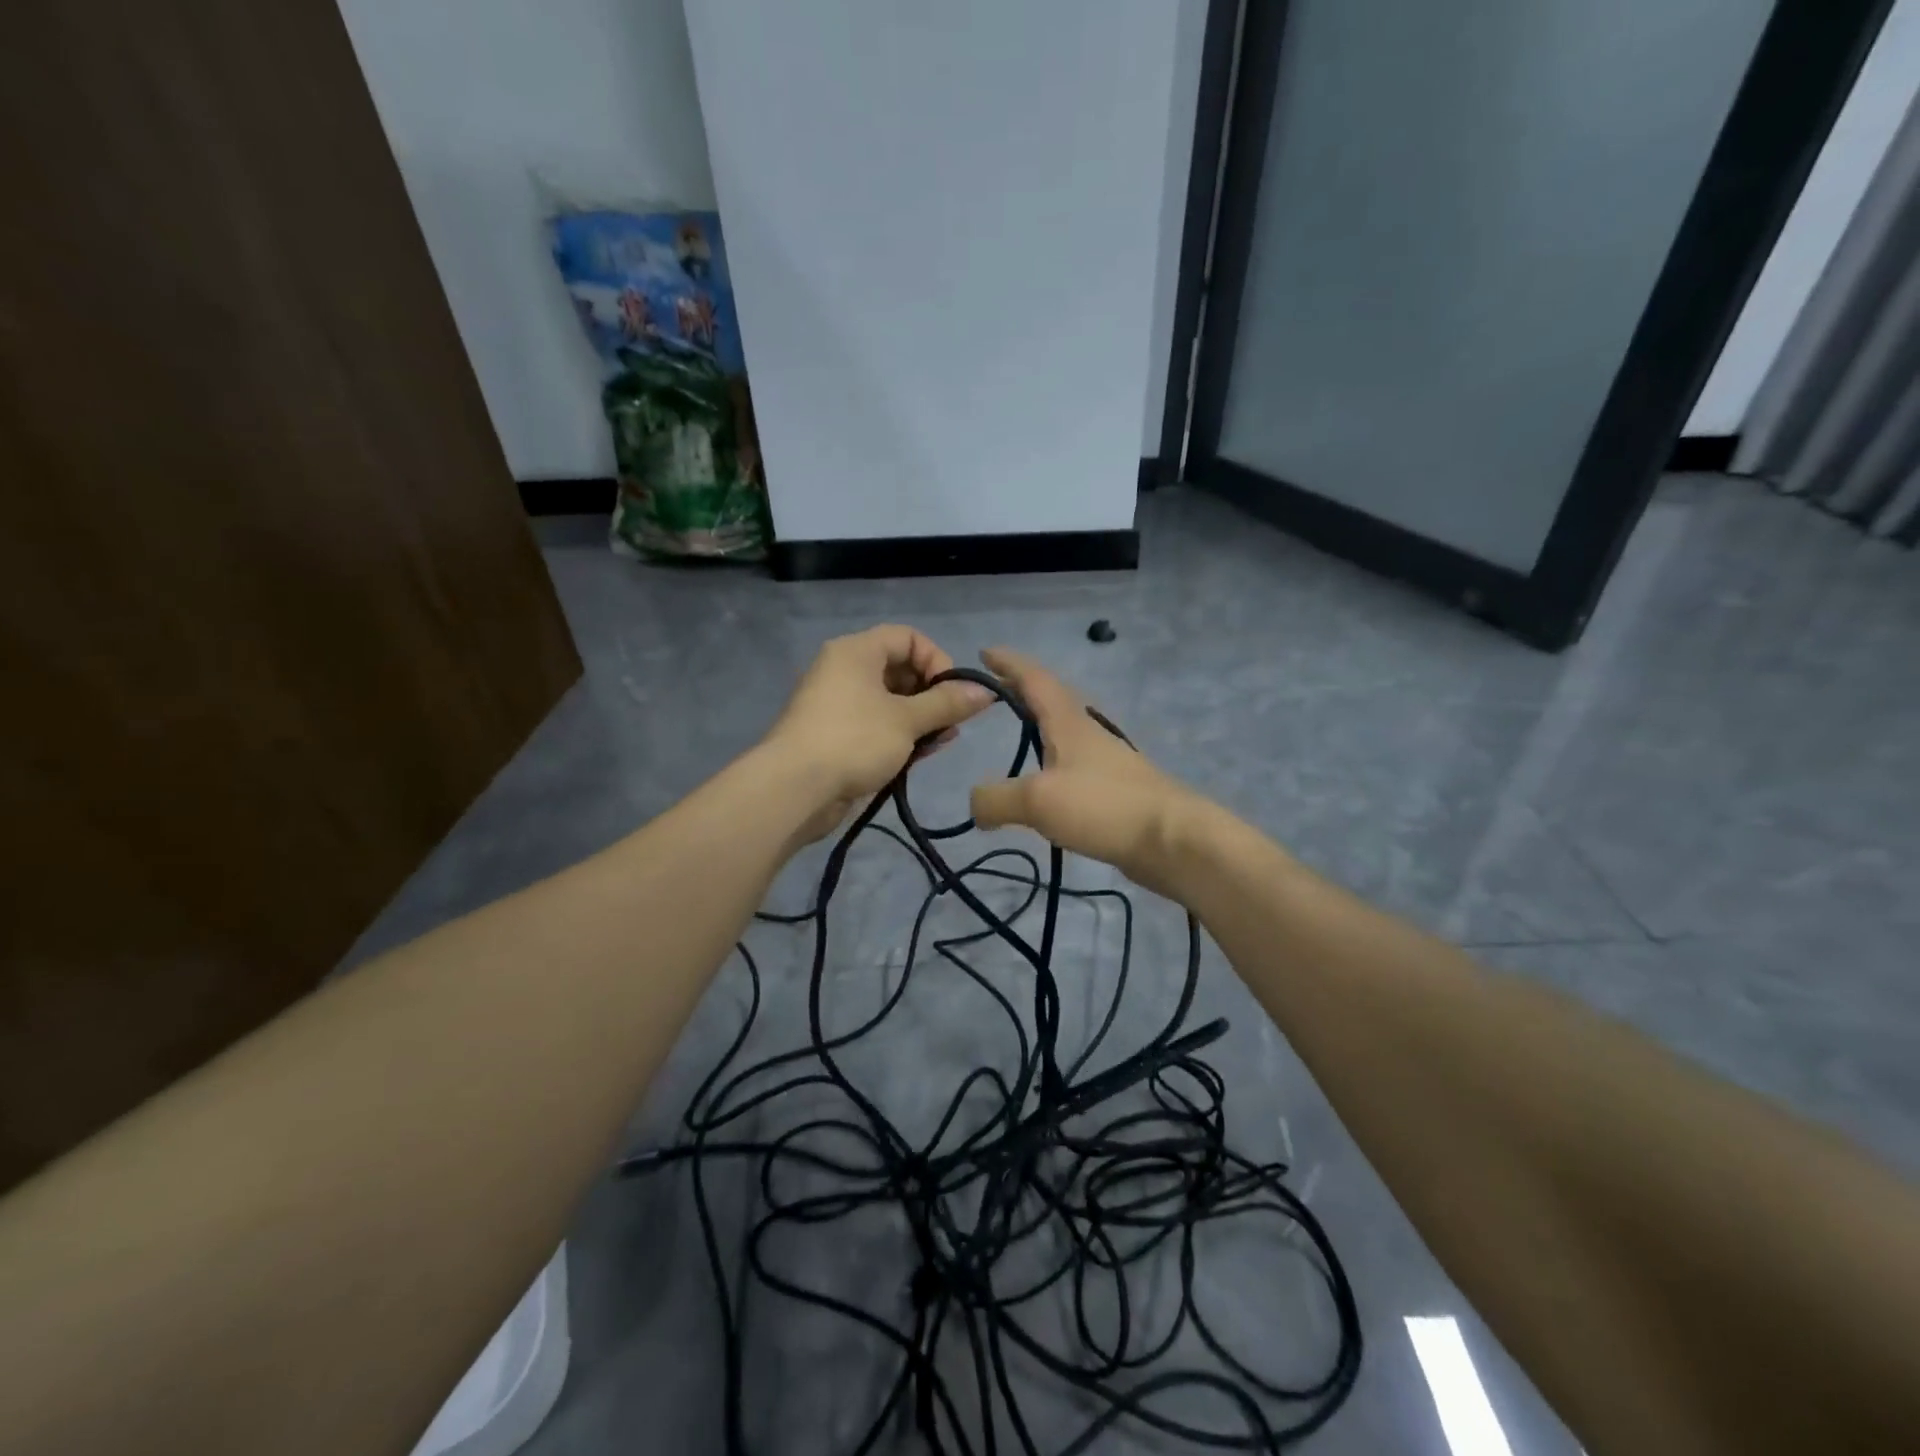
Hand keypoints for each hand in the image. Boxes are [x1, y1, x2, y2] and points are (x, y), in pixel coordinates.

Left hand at [766, 625, 994, 840]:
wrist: (795, 789)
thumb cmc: (854, 740)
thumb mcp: (908, 720)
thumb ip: (948, 703)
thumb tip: (987, 691)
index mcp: (856, 652)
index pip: (907, 637)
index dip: (936, 659)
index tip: (953, 691)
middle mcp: (844, 671)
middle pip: (900, 669)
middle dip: (932, 694)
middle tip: (952, 721)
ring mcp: (838, 705)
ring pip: (890, 702)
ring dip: (920, 719)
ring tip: (942, 741)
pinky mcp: (836, 736)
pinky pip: (876, 726)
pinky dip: (900, 736)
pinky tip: (920, 755)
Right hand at [969, 648, 1205, 895]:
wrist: (1172, 840)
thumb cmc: (1103, 806)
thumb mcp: (1037, 800)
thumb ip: (996, 798)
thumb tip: (975, 804)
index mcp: (1068, 723)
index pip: (1034, 679)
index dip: (1008, 664)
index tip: (985, 653)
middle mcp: (1088, 733)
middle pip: (1052, 700)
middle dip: (1023, 690)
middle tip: (995, 692)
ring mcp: (1105, 761)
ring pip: (1065, 732)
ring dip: (1040, 725)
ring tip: (1019, 734)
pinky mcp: (1115, 790)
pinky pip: (1073, 766)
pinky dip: (1052, 763)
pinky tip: (1046, 784)